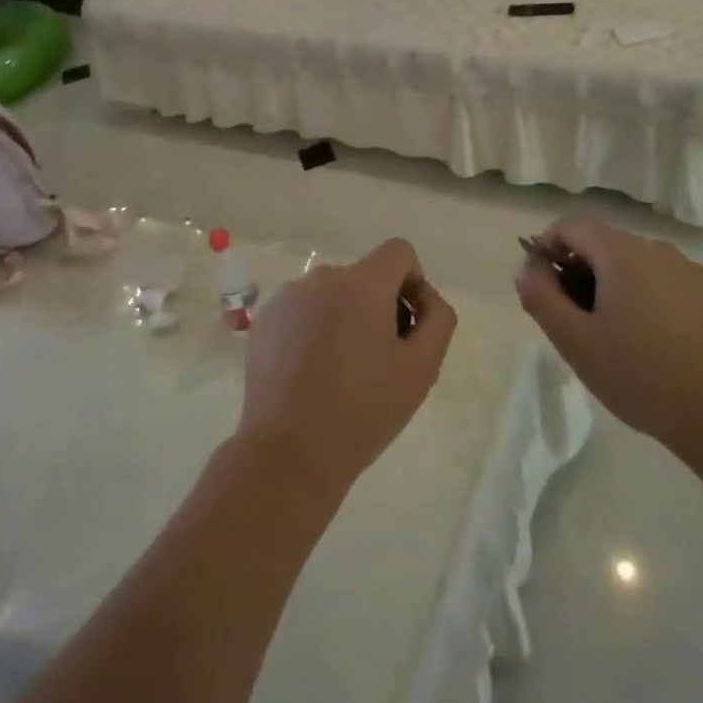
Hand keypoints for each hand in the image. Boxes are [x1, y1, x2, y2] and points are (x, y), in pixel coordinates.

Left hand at [237, 238, 457, 495]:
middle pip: (364, 277)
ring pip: (331, 296)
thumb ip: (437, 319)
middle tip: (379, 361)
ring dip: (345, 318)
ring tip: (341, 373)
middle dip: (379, 307)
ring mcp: (287, 298)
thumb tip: (424, 298)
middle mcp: (322, 278)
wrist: (289, 450)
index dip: (413, 283)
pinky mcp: (264, 321)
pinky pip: (302, 312)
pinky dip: (314, 331)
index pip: (399, 252)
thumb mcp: (422, 368)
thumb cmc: (364, 409)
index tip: (408, 326)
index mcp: (362, 283)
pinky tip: (310, 375)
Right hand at [514, 216, 702, 460]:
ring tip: (614, 340)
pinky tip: (651, 346)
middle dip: (578, 274)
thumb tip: (528, 269)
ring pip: (633, 265)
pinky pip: (661, 283)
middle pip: (602, 244)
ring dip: (611, 288)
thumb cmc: (641, 375)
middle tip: (575, 324)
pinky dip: (643, 300)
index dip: (546, 248)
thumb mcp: (575, 341)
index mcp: (621, 253)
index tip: (544, 290)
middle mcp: (656, 249)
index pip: (570, 225)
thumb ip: (542, 297)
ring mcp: (688, 272)